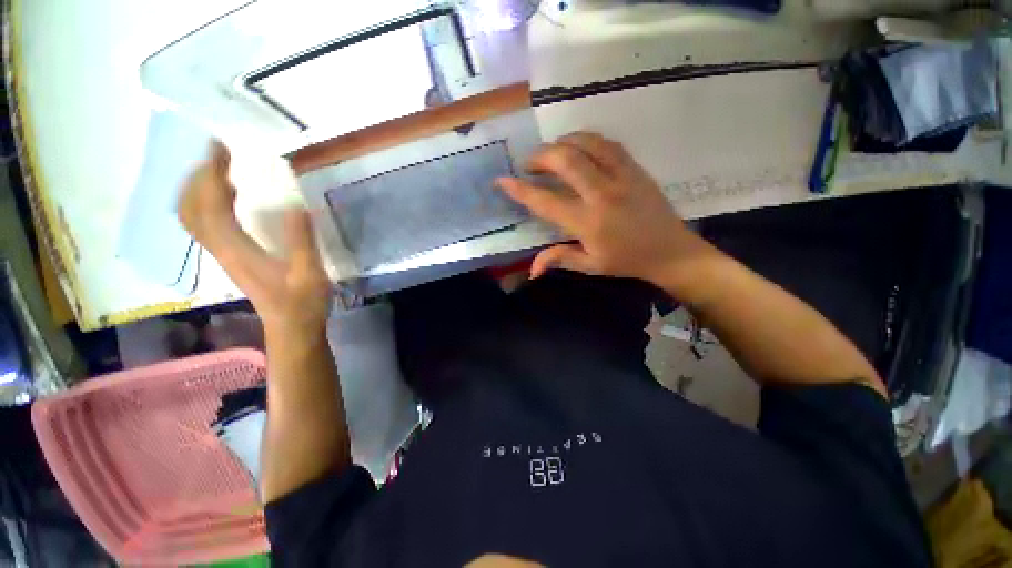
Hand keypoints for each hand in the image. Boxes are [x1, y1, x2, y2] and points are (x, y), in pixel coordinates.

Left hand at [178, 142, 331, 336]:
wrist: (291, 328)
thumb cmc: (302, 303)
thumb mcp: (309, 272)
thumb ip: (301, 239)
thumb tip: (296, 204)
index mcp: (238, 251)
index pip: (212, 206)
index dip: (212, 176)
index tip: (220, 149)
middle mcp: (221, 250)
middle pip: (191, 209)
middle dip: (199, 177)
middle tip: (220, 155)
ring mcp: (223, 255)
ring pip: (192, 217)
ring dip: (198, 189)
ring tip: (220, 170)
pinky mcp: (230, 258)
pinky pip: (204, 225)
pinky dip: (206, 204)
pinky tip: (228, 198)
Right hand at [497, 132, 704, 284]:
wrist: (670, 251)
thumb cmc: (627, 261)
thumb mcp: (590, 265)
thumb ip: (559, 259)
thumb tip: (531, 270)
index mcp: (588, 223)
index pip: (546, 201)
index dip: (521, 190)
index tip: (502, 180)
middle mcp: (602, 194)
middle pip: (565, 160)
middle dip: (540, 157)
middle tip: (530, 165)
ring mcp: (622, 176)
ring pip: (587, 143)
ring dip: (562, 143)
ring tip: (551, 153)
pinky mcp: (635, 168)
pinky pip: (607, 144)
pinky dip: (586, 140)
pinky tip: (578, 148)